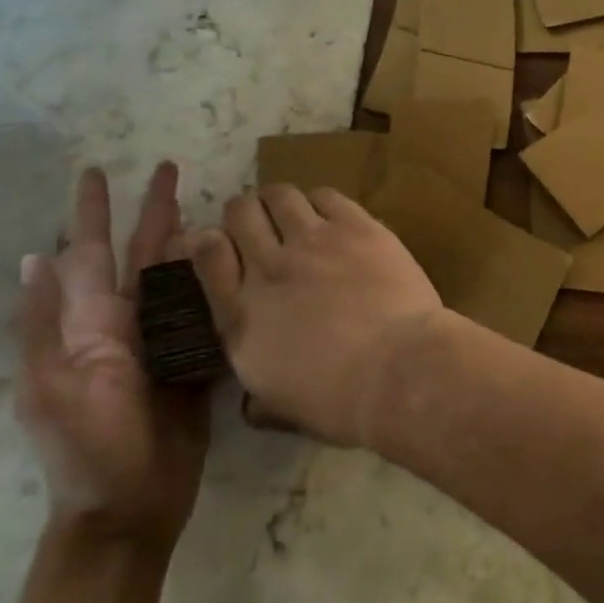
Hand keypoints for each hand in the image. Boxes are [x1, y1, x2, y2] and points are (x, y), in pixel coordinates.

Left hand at [17, 163, 209, 547]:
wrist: (132, 507)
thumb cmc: (89, 448)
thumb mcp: (54, 385)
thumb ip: (47, 323)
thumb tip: (34, 258)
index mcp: (87, 325)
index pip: (91, 252)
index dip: (93, 211)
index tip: (98, 170)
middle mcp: (122, 323)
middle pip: (141, 254)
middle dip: (153, 211)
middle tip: (171, 168)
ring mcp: (160, 341)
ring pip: (176, 276)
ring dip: (188, 239)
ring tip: (206, 204)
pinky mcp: (192, 359)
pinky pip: (204, 310)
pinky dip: (215, 281)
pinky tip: (229, 260)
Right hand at [188, 185, 444, 447]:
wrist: (397, 371)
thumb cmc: (338, 401)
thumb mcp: (280, 407)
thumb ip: (257, 395)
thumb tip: (251, 404)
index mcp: (241, 315)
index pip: (206, 256)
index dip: (208, 241)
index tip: (218, 243)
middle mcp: (268, 268)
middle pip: (240, 213)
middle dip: (244, 213)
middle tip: (260, 225)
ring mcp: (312, 241)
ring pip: (280, 195)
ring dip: (279, 201)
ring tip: (291, 214)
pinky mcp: (355, 226)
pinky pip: (325, 195)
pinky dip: (320, 202)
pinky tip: (330, 217)